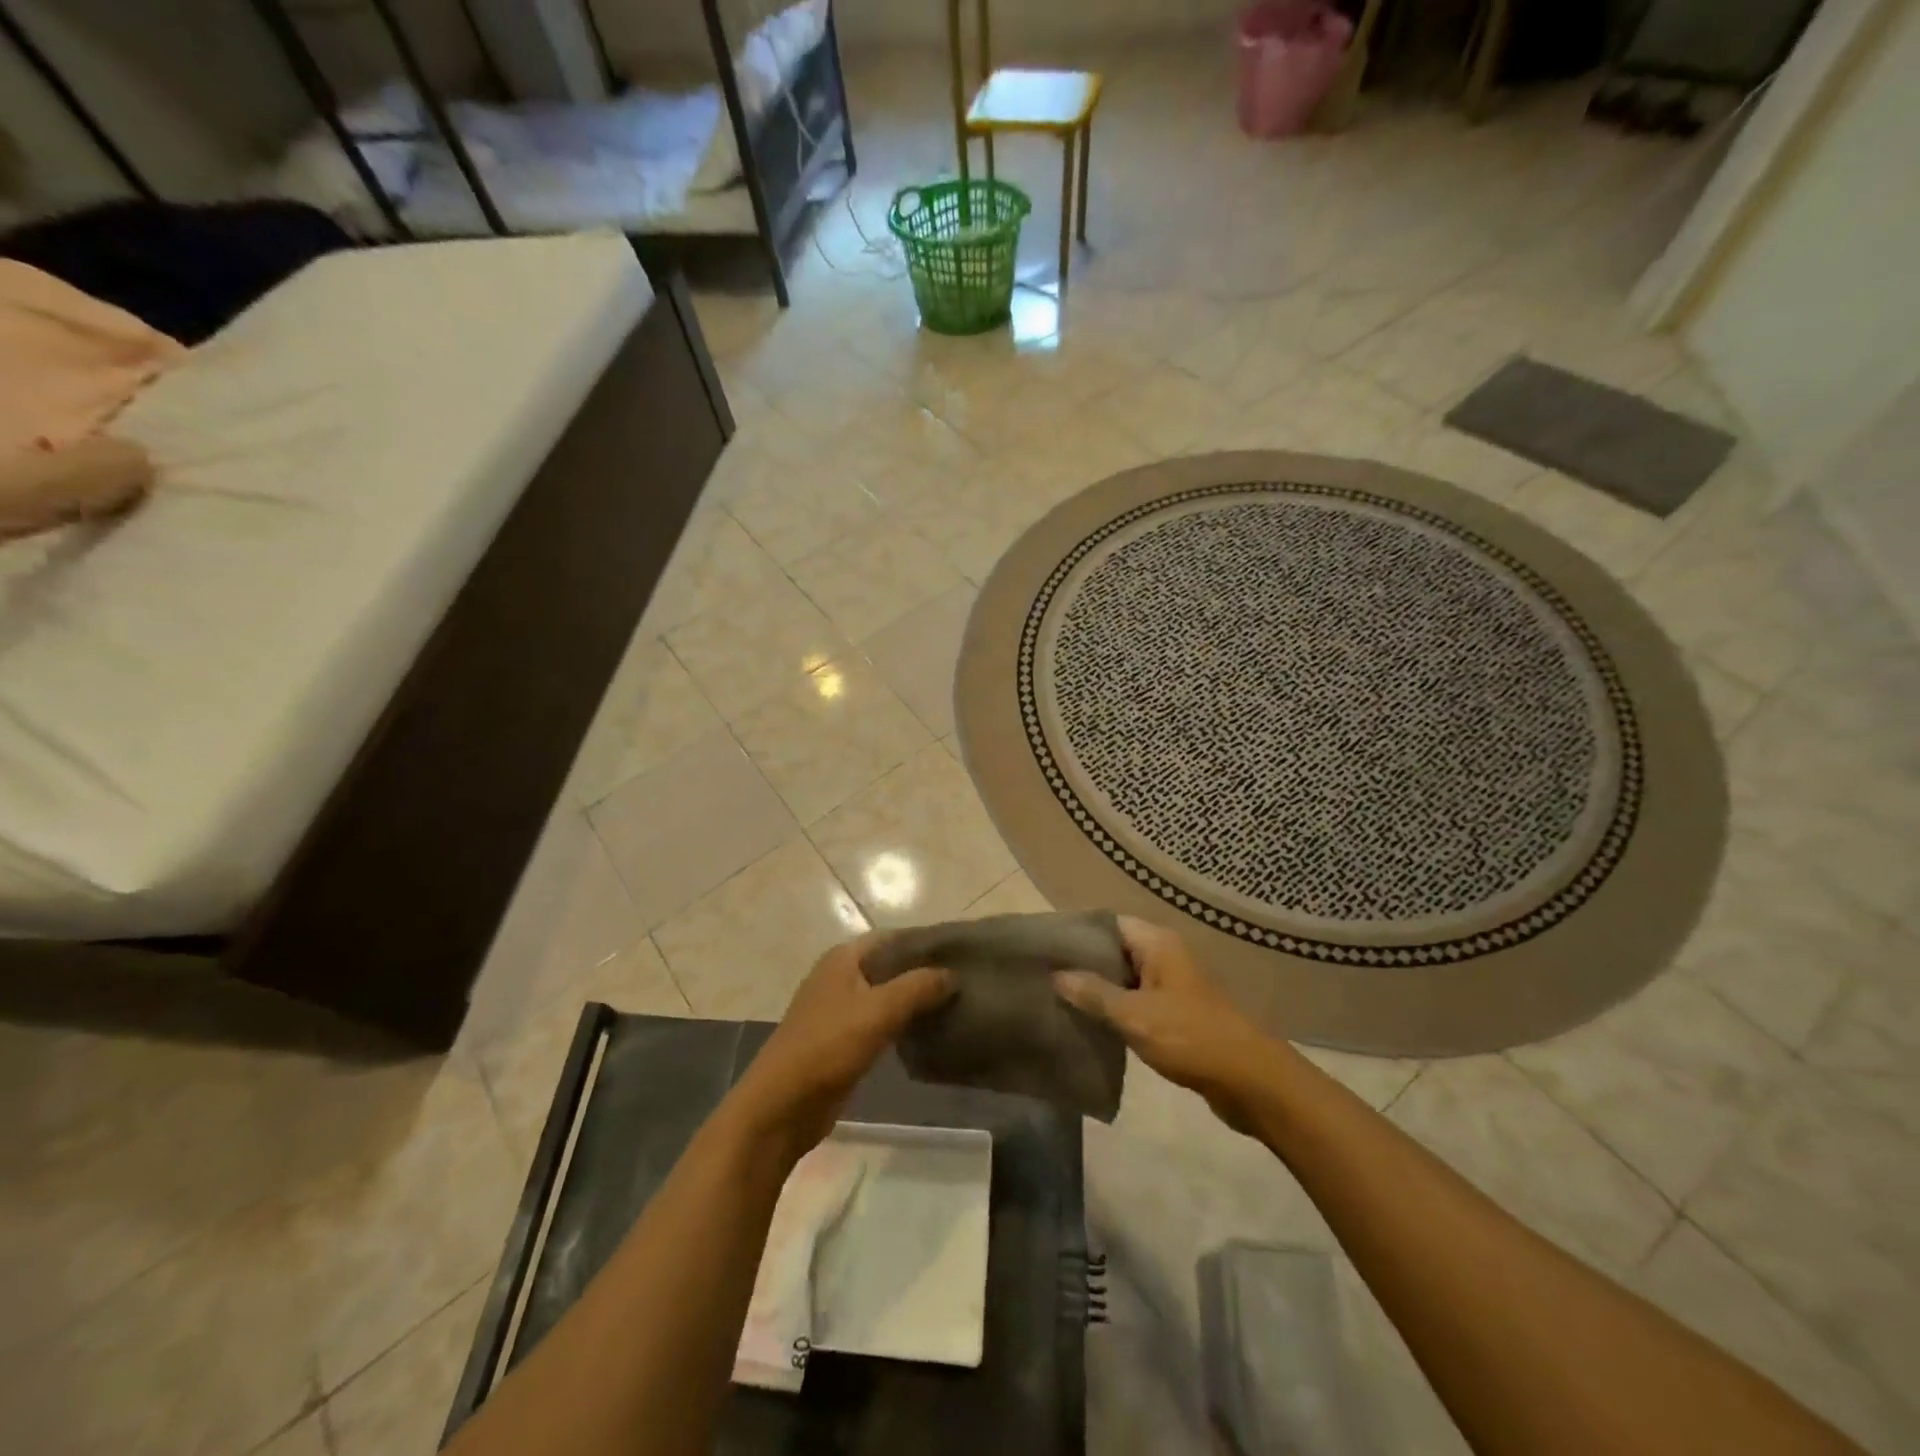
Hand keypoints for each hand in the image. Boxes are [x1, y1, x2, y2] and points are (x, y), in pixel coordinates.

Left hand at [728, 935, 952, 1156]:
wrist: (782, 1105)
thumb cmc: (828, 1046)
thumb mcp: (878, 1011)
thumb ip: (917, 987)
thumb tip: (952, 975)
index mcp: (843, 957)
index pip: (893, 938)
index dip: (926, 944)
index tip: (962, 954)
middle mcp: (840, 976)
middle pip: (890, 966)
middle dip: (924, 973)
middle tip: (965, 982)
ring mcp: (839, 1009)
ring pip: (886, 995)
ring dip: (915, 1000)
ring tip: (955, 1005)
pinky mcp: (841, 1040)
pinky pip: (880, 1022)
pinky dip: (902, 1024)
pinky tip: (929, 1032)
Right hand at [1054, 917, 1280, 1132]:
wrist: (1249, 1080)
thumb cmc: (1190, 1036)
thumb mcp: (1134, 1015)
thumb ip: (1093, 993)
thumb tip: (1056, 974)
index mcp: (1157, 943)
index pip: (1108, 923)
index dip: (1077, 933)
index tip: (1045, 948)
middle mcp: (1165, 956)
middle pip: (1115, 950)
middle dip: (1083, 963)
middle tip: (1044, 976)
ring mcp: (1172, 985)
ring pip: (1125, 978)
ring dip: (1098, 989)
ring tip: (1058, 1000)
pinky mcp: (1176, 1013)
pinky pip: (1137, 1001)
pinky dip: (1115, 1009)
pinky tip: (1090, 1023)